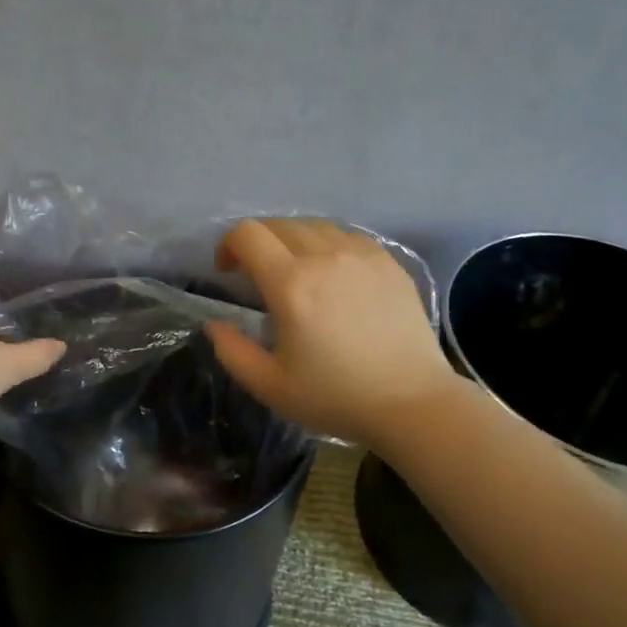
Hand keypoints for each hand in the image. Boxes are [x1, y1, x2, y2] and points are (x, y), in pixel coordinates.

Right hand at [205, 218, 454, 443]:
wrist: (411, 402)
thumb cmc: (335, 397)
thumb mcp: (269, 385)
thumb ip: (232, 351)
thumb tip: (215, 324)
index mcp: (291, 284)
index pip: (248, 234)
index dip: (228, 245)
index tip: (228, 272)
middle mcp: (325, 257)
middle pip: (280, 225)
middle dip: (258, 243)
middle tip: (257, 274)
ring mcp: (362, 255)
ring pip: (315, 226)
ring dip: (293, 241)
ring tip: (296, 271)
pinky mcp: (389, 262)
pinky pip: (348, 236)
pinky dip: (329, 245)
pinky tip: (333, 274)